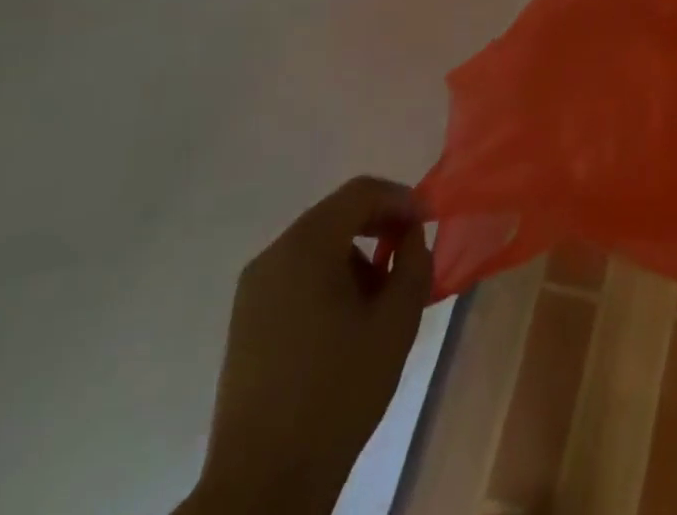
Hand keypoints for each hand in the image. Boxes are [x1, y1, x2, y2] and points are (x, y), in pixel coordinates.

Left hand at [184, 177, 433, 514]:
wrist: (264, 483)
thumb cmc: (338, 391)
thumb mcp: (397, 319)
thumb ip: (414, 260)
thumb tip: (410, 234)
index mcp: (306, 247)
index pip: (361, 192)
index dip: (402, 198)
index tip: (429, 223)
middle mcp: (273, 256)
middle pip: (337, 214)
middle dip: (380, 225)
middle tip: (411, 252)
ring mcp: (254, 289)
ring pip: (318, 244)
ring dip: (356, 253)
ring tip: (382, 294)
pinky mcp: (246, 320)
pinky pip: (298, 274)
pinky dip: (330, 276)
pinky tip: (348, 318)